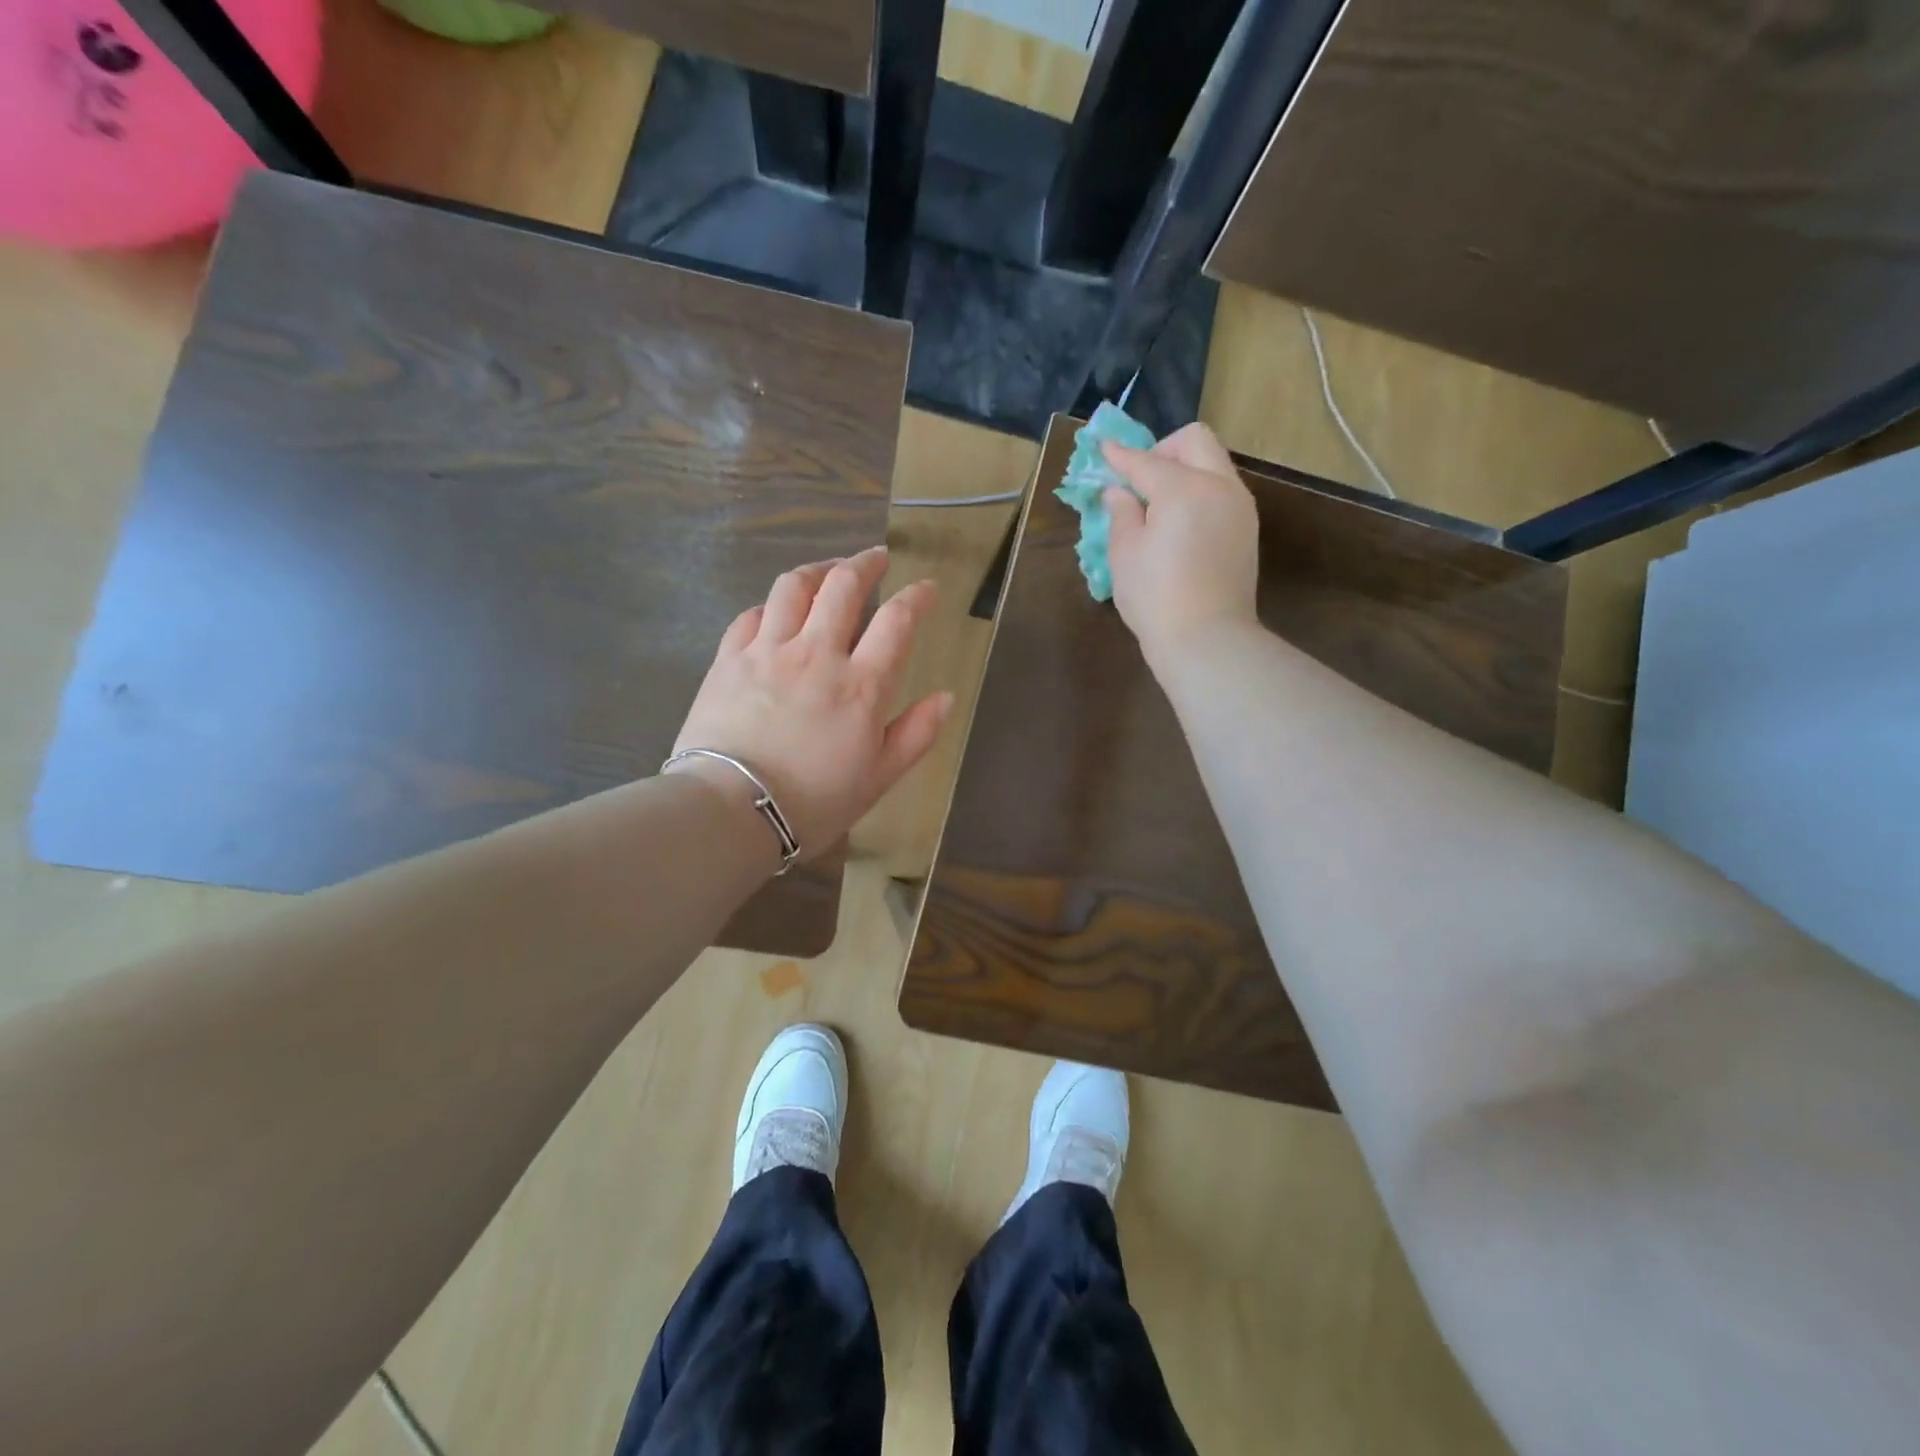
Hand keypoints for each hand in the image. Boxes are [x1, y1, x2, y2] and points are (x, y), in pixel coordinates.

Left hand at [668, 545, 952, 860]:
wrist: (731, 810)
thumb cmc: (813, 801)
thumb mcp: (878, 778)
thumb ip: (916, 734)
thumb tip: (945, 696)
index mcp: (861, 684)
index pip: (897, 620)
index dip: (917, 597)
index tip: (927, 587)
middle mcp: (817, 653)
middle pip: (843, 585)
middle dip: (865, 563)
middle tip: (876, 558)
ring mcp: (769, 651)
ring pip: (793, 587)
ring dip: (816, 570)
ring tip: (827, 571)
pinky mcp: (729, 659)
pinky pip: (751, 614)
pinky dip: (770, 605)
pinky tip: (775, 611)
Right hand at [1101, 422, 1260, 663]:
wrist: (1206, 639)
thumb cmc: (1155, 597)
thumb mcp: (1124, 554)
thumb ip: (1122, 513)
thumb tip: (1119, 492)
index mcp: (1183, 488)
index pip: (1146, 461)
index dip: (1120, 456)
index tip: (1103, 449)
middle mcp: (1219, 486)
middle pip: (1194, 441)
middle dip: (1163, 449)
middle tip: (1139, 480)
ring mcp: (1239, 506)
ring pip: (1213, 463)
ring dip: (1184, 469)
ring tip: (1158, 504)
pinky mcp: (1247, 529)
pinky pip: (1222, 490)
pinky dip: (1199, 491)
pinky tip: (1180, 522)